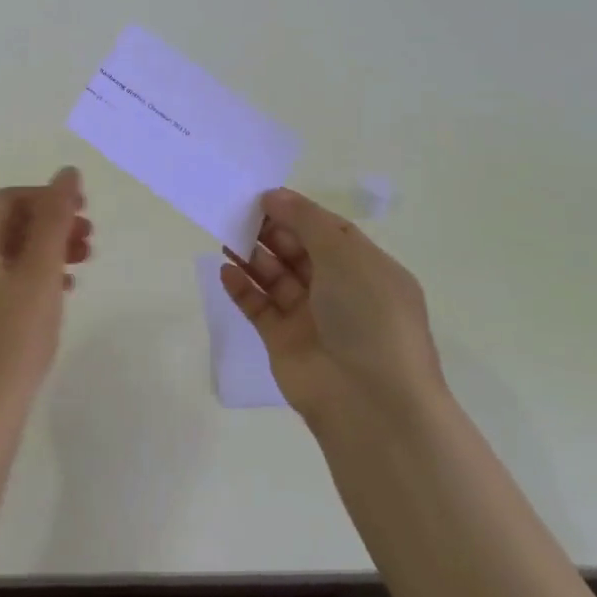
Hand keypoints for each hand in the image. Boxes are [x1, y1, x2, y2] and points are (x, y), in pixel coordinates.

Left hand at [0, 167, 90, 440]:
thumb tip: (67, 172)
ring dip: (41, 252)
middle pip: (4, 224)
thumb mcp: (40, 273)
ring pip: (1, 253)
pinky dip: (25, 276)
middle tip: (89, 241)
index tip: (87, 211)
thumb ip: (55, 218)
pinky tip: (56, 292)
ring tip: (80, 265)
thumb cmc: (12, 339)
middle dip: (49, 227)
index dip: (50, 199)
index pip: (10, 199)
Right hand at [221, 188, 440, 427]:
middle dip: (271, 232)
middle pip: (299, 252)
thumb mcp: (345, 255)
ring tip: (226, 237)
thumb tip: (274, 195)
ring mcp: (311, 318)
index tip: (263, 198)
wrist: (370, 401)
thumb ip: (306, 221)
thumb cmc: (368, 316)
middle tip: (239, 214)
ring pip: (276, 277)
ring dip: (253, 256)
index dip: (298, 213)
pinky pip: (259, 307)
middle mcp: (341, 292)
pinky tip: (226, 271)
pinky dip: (242, 288)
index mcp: (367, 270)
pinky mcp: (283, 341)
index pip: (329, 232)